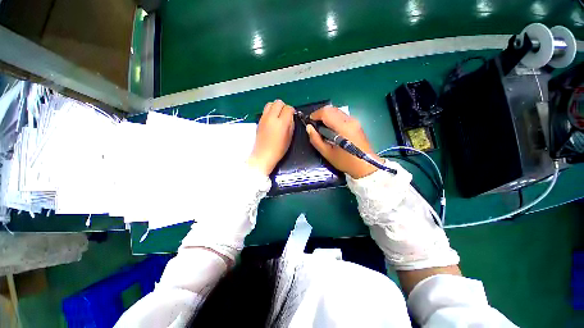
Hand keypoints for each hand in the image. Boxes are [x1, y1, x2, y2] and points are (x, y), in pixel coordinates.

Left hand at [247, 100, 294, 174]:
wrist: (263, 155)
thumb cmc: (279, 149)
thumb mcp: (289, 138)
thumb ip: (291, 125)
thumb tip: (290, 117)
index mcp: (281, 123)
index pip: (288, 108)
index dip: (292, 111)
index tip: (292, 115)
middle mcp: (272, 117)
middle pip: (278, 102)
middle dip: (284, 106)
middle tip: (285, 114)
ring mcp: (264, 118)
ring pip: (270, 104)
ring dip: (276, 107)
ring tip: (278, 115)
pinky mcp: (259, 121)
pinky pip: (265, 110)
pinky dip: (270, 112)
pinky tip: (272, 120)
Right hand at [307, 106, 380, 178]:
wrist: (365, 166)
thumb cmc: (345, 162)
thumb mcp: (327, 153)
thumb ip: (316, 140)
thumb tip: (309, 127)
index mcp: (343, 127)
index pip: (326, 112)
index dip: (315, 114)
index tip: (310, 122)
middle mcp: (350, 120)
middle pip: (332, 109)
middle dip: (320, 114)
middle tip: (314, 125)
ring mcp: (354, 121)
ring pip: (337, 111)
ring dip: (327, 116)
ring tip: (321, 127)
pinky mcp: (356, 123)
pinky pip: (341, 115)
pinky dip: (333, 118)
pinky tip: (331, 129)